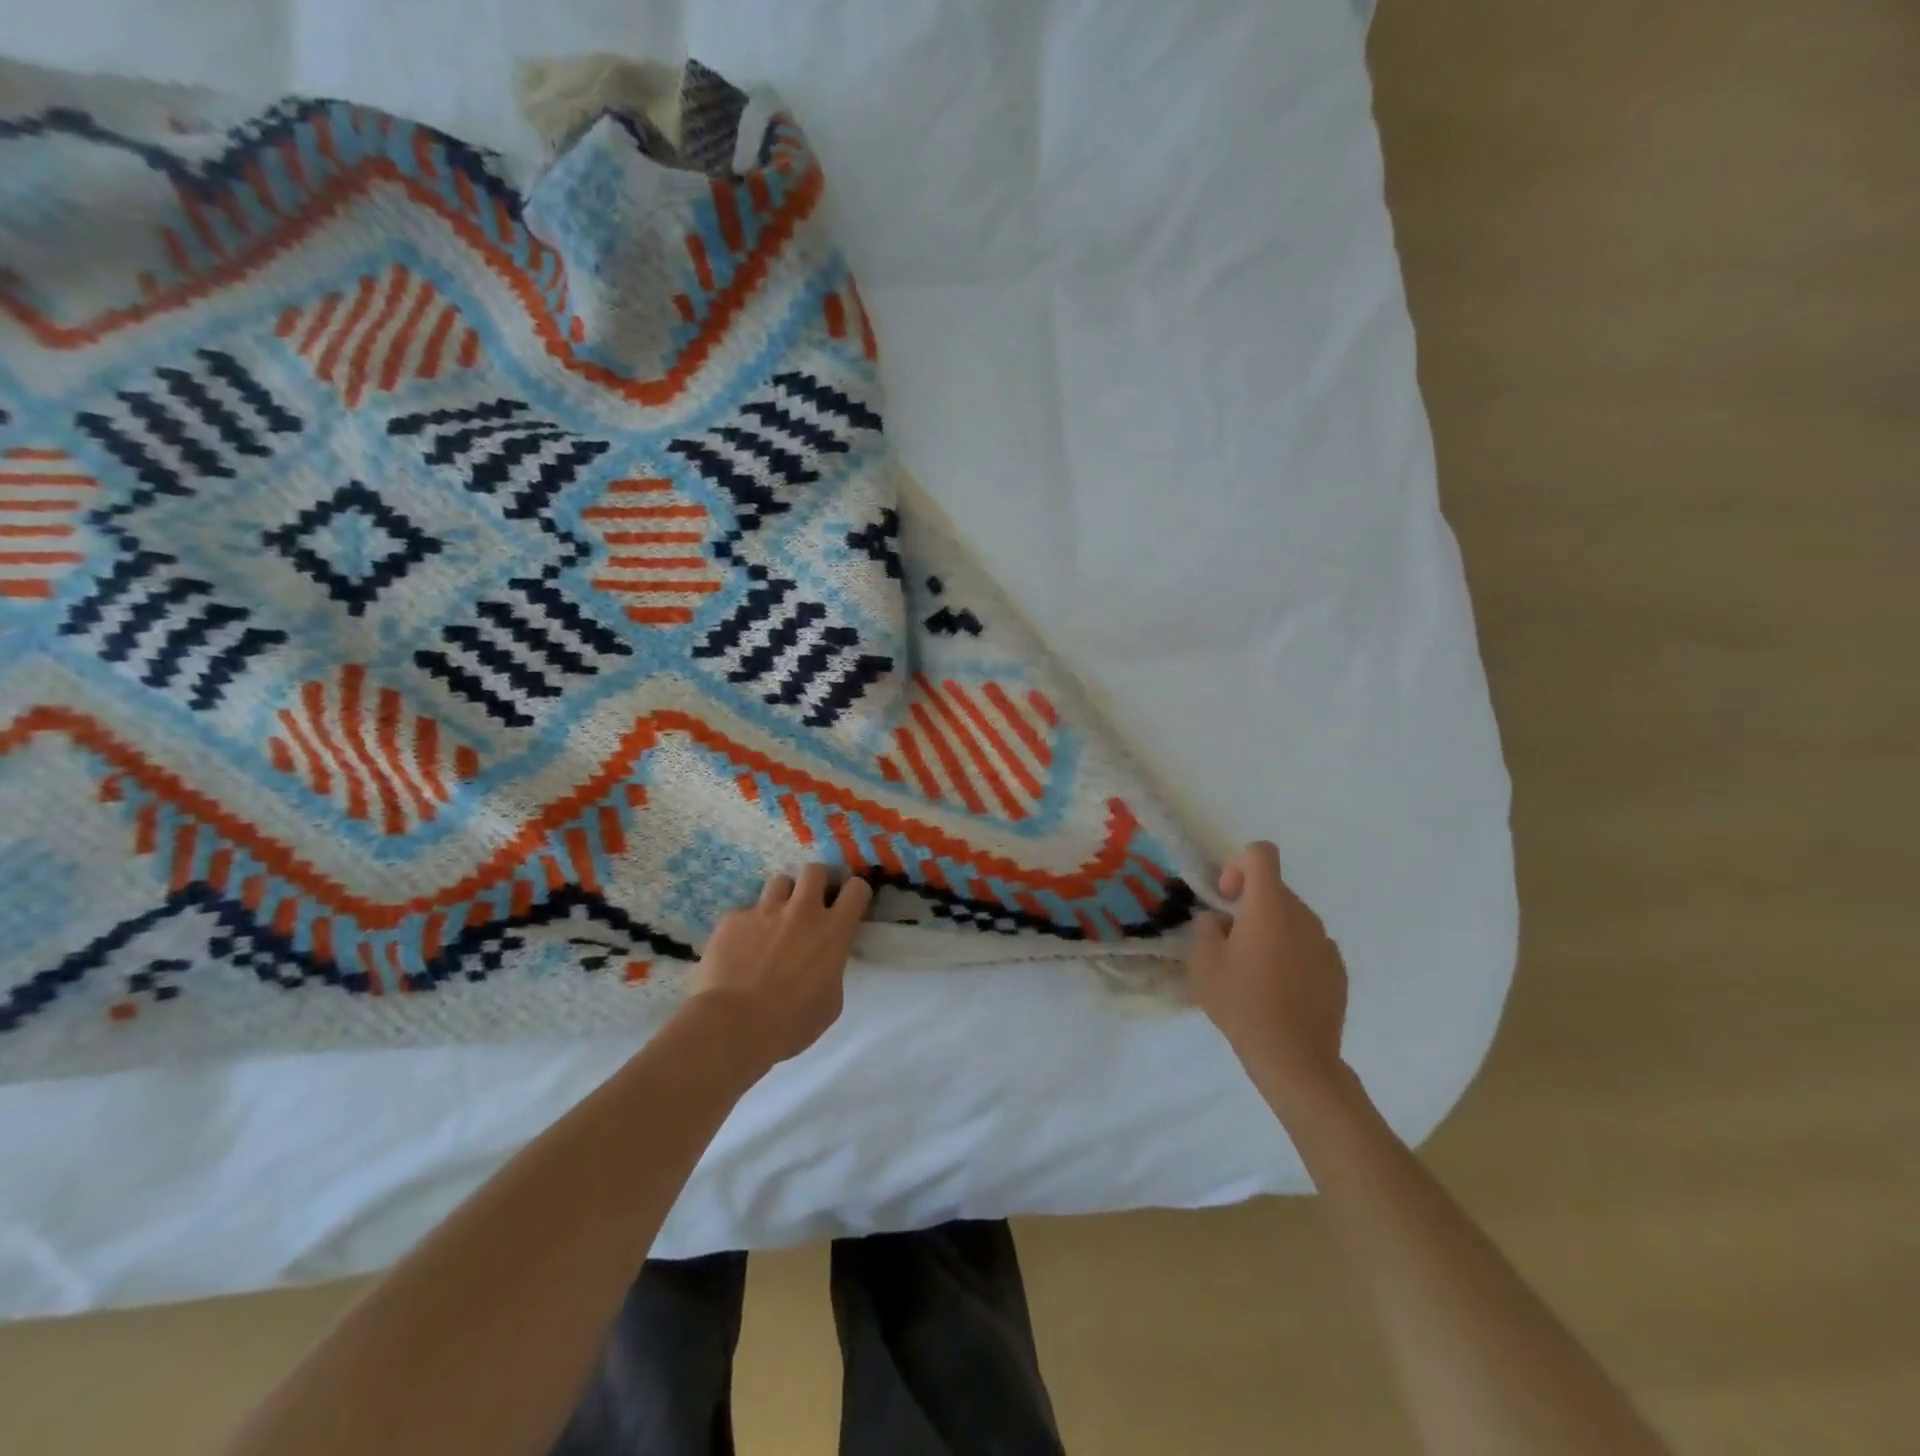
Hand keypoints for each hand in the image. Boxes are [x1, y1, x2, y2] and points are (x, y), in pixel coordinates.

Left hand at [686, 864, 872, 1067]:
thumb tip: (826, 964)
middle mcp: (802, 911)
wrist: (732, 1026)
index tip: (849, 903)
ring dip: (782, 897)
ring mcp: (765, 911)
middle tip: (811, 902)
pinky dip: (747, 926)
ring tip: (774, 920)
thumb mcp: (830, 1003)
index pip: (857, 889)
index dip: (855, 892)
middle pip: (815, 870)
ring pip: (780, 882)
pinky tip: (739, 949)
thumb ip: (833, 972)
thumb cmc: (790, 1024)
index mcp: (833, 931)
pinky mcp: (733, 919)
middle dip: (816, 882)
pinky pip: (745, 912)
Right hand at [1188, 841, 1349, 1115]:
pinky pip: (1308, 946)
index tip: (1227, 897)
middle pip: (1274, 889)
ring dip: (1270, 931)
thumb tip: (1221, 921)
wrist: (1295, 1058)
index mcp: (1270, 905)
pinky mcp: (1337, 970)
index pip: (1261, 853)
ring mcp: (1325, 943)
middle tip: (1230, 943)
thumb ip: (1207, 927)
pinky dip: (1291, 955)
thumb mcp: (1203, 962)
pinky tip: (1279, 991)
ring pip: (1291, 919)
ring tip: (1254, 971)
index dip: (1238, 864)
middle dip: (1249, 905)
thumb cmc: (1242, 1003)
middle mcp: (1303, 915)